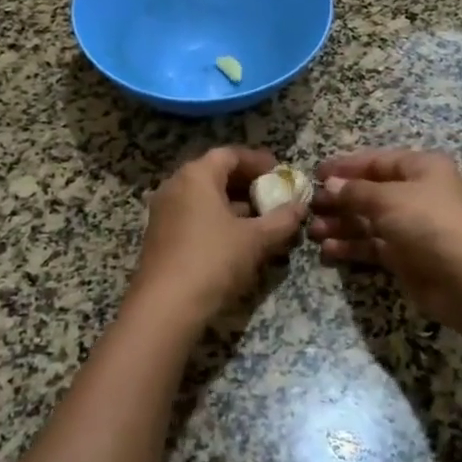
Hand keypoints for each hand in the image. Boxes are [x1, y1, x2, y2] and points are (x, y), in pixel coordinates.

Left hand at [127, 147, 306, 333]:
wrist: (166, 307)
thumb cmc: (213, 260)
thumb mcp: (255, 240)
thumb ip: (281, 220)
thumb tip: (300, 207)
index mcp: (196, 176)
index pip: (230, 154)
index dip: (258, 161)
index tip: (280, 173)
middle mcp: (175, 186)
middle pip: (215, 174)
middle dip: (246, 184)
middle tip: (273, 196)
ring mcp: (164, 212)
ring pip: (204, 198)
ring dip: (233, 204)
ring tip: (260, 220)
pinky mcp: (160, 237)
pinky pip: (193, 216)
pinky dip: (217, 220)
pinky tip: (237, 241)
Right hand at [308, 149, 461, 333]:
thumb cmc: (429, 222)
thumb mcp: (389, 199)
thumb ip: (356, 191)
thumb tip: (330, 184)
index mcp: (421, 168)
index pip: (377, 161)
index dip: (346, 166)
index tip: (316, 172)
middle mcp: (418, 194)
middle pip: (371, 191)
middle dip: (340, 198)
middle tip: (311, 205)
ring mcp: (413, 227)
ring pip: (370, 220)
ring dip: (342, 224)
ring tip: (313, 230)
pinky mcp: (408, 257)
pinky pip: (374, 246)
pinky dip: (352, 246)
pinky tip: (328, 249)